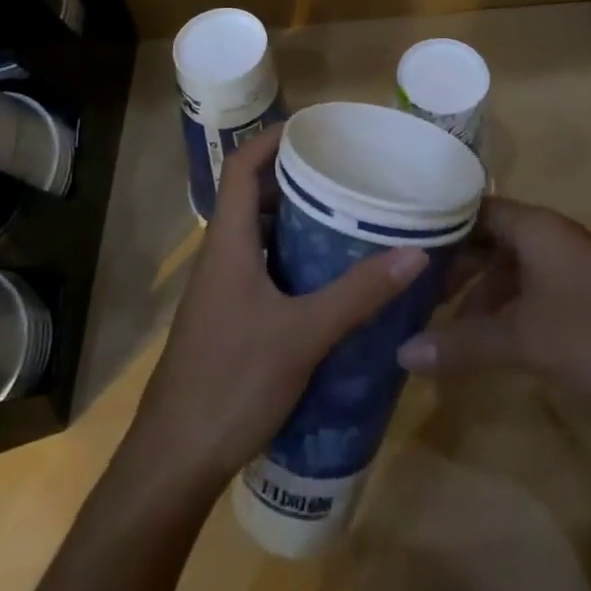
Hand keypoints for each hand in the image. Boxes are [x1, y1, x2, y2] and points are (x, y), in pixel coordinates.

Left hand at [122, 125, 428, 488]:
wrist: (174, 461)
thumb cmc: (232, 382)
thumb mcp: (303, 335)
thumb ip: (358, 293)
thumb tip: (415, 252)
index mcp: (228, 242)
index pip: (241, 166)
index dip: (271, 138)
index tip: (314, 128)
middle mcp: (221, 255)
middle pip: (253, 195)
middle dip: (294, 178)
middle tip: (343, 173)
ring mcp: (221, 289)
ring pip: (258, 234)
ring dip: (294, 220)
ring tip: (343, 216)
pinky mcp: (227, 318)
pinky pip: (261, 267)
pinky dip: (291, 258)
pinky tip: (325, 278)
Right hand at [396, 198, 590, 421]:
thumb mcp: (523, 340)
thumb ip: (461, 344)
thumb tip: (401, 352)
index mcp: (534, 226)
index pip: (472, 209)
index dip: (437, 225)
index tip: (398, 244)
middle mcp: (548, 235)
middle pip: (488, 239)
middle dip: (452, 266)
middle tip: (411, 291)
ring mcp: (567, 266)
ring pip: (508, 268)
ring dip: (476, 293)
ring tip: (439, 324)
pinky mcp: (581, 296)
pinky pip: (528, 290)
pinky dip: (503, 309)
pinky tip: (484, 340)